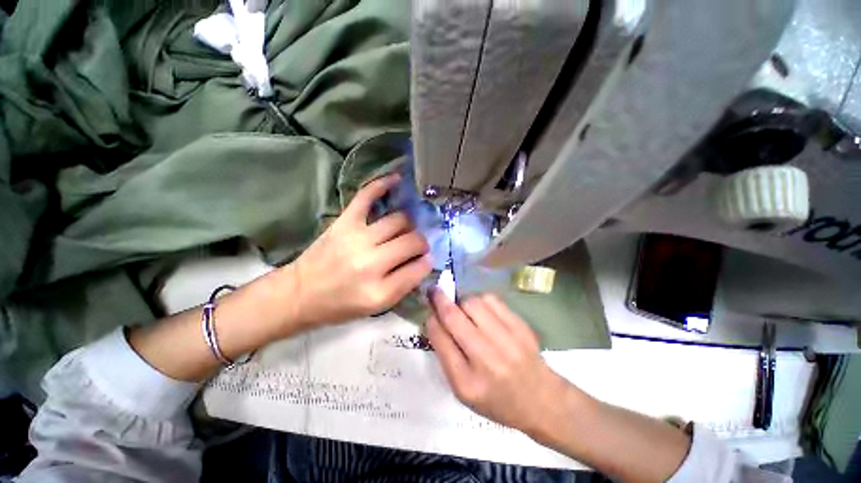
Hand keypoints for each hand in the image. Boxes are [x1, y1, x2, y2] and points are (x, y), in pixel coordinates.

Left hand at [289, 173, 432, 327]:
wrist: (301, 293)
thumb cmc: (340, 305)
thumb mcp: (376, 307)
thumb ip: (404, 286)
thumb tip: (425, 260)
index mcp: (380, 291)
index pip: (419, 267)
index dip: (427, 261)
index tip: (427, 258)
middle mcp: (371, 263)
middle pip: (412, 241)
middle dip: (421, 242)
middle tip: (417, 244)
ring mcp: (357, 238)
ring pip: (399, 220)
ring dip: (409, 224)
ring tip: (406, 228)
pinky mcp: (345, 222)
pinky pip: (367, 197)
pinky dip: (382, 185)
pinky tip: (397, 180)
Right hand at [426, 289, 569, 433]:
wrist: (541, 399)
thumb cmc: (496, 399)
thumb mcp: (464, 391)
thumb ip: (447, 356)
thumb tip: (435, 321)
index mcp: (467, 382)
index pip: (441, 341)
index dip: (431, 320)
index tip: (428, 311)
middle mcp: (486, 359)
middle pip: (454, 318)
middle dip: (439, 300)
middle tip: (434, 291)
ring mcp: (506, 340)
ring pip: (472, 303)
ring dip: (461, 302)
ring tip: (463, 309)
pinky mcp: (520, 326)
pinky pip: (491, 300)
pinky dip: (480, 300)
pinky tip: (481, 309)